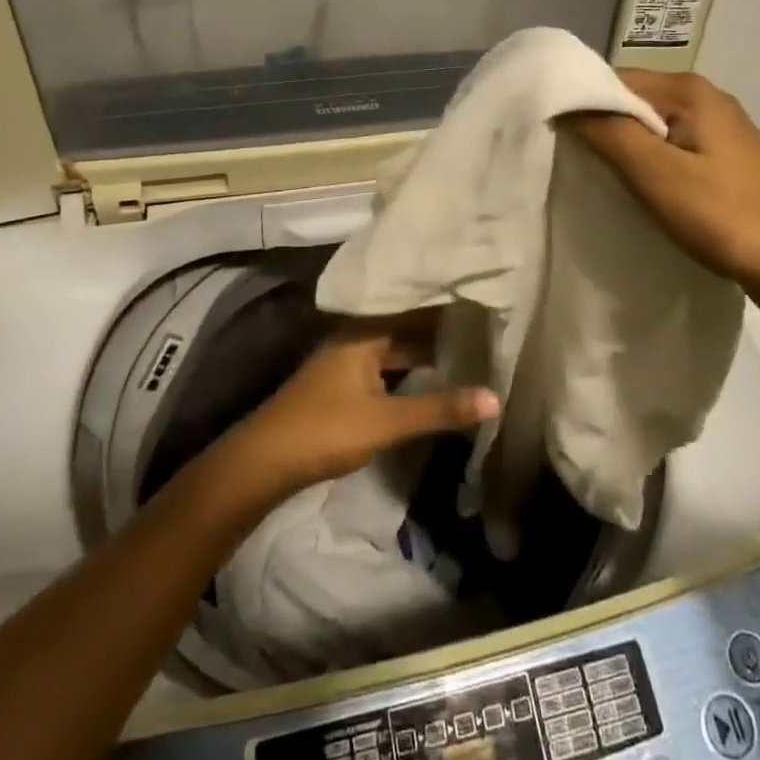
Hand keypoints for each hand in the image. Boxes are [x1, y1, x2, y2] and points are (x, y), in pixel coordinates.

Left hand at [219, 319, 499, 498]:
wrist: (264, 461)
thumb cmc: (326, 429)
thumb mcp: (387, 420)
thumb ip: (440, 408)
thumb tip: (496, 398)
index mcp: (364, 331)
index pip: (413, 307)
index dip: (445, 304)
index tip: (481, 298)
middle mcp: (355, 336)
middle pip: (404, 326)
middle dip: (440, 330)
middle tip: (484, 327)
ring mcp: (346, 361)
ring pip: (394, 348)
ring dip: (424, 351)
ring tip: (467, 350)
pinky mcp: (341, 384)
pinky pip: (385, 365)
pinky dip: (408, 369)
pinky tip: (430, 378)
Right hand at [569, 70, 759, 332]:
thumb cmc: (728, 217)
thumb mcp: (658, 175)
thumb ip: (608, 133)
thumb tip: (562, 100)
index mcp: (687, 90)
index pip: (611, 79)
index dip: (576, 103)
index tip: (545, 137)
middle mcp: (701, 98)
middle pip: (628, 102)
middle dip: (595, 128)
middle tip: (561, 163)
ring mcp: (714, 130)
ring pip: (645, 129)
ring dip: (617, 150)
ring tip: (587, 180)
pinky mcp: (719, 161)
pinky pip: (665, 151)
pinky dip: (641, 166)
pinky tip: (628, 191)